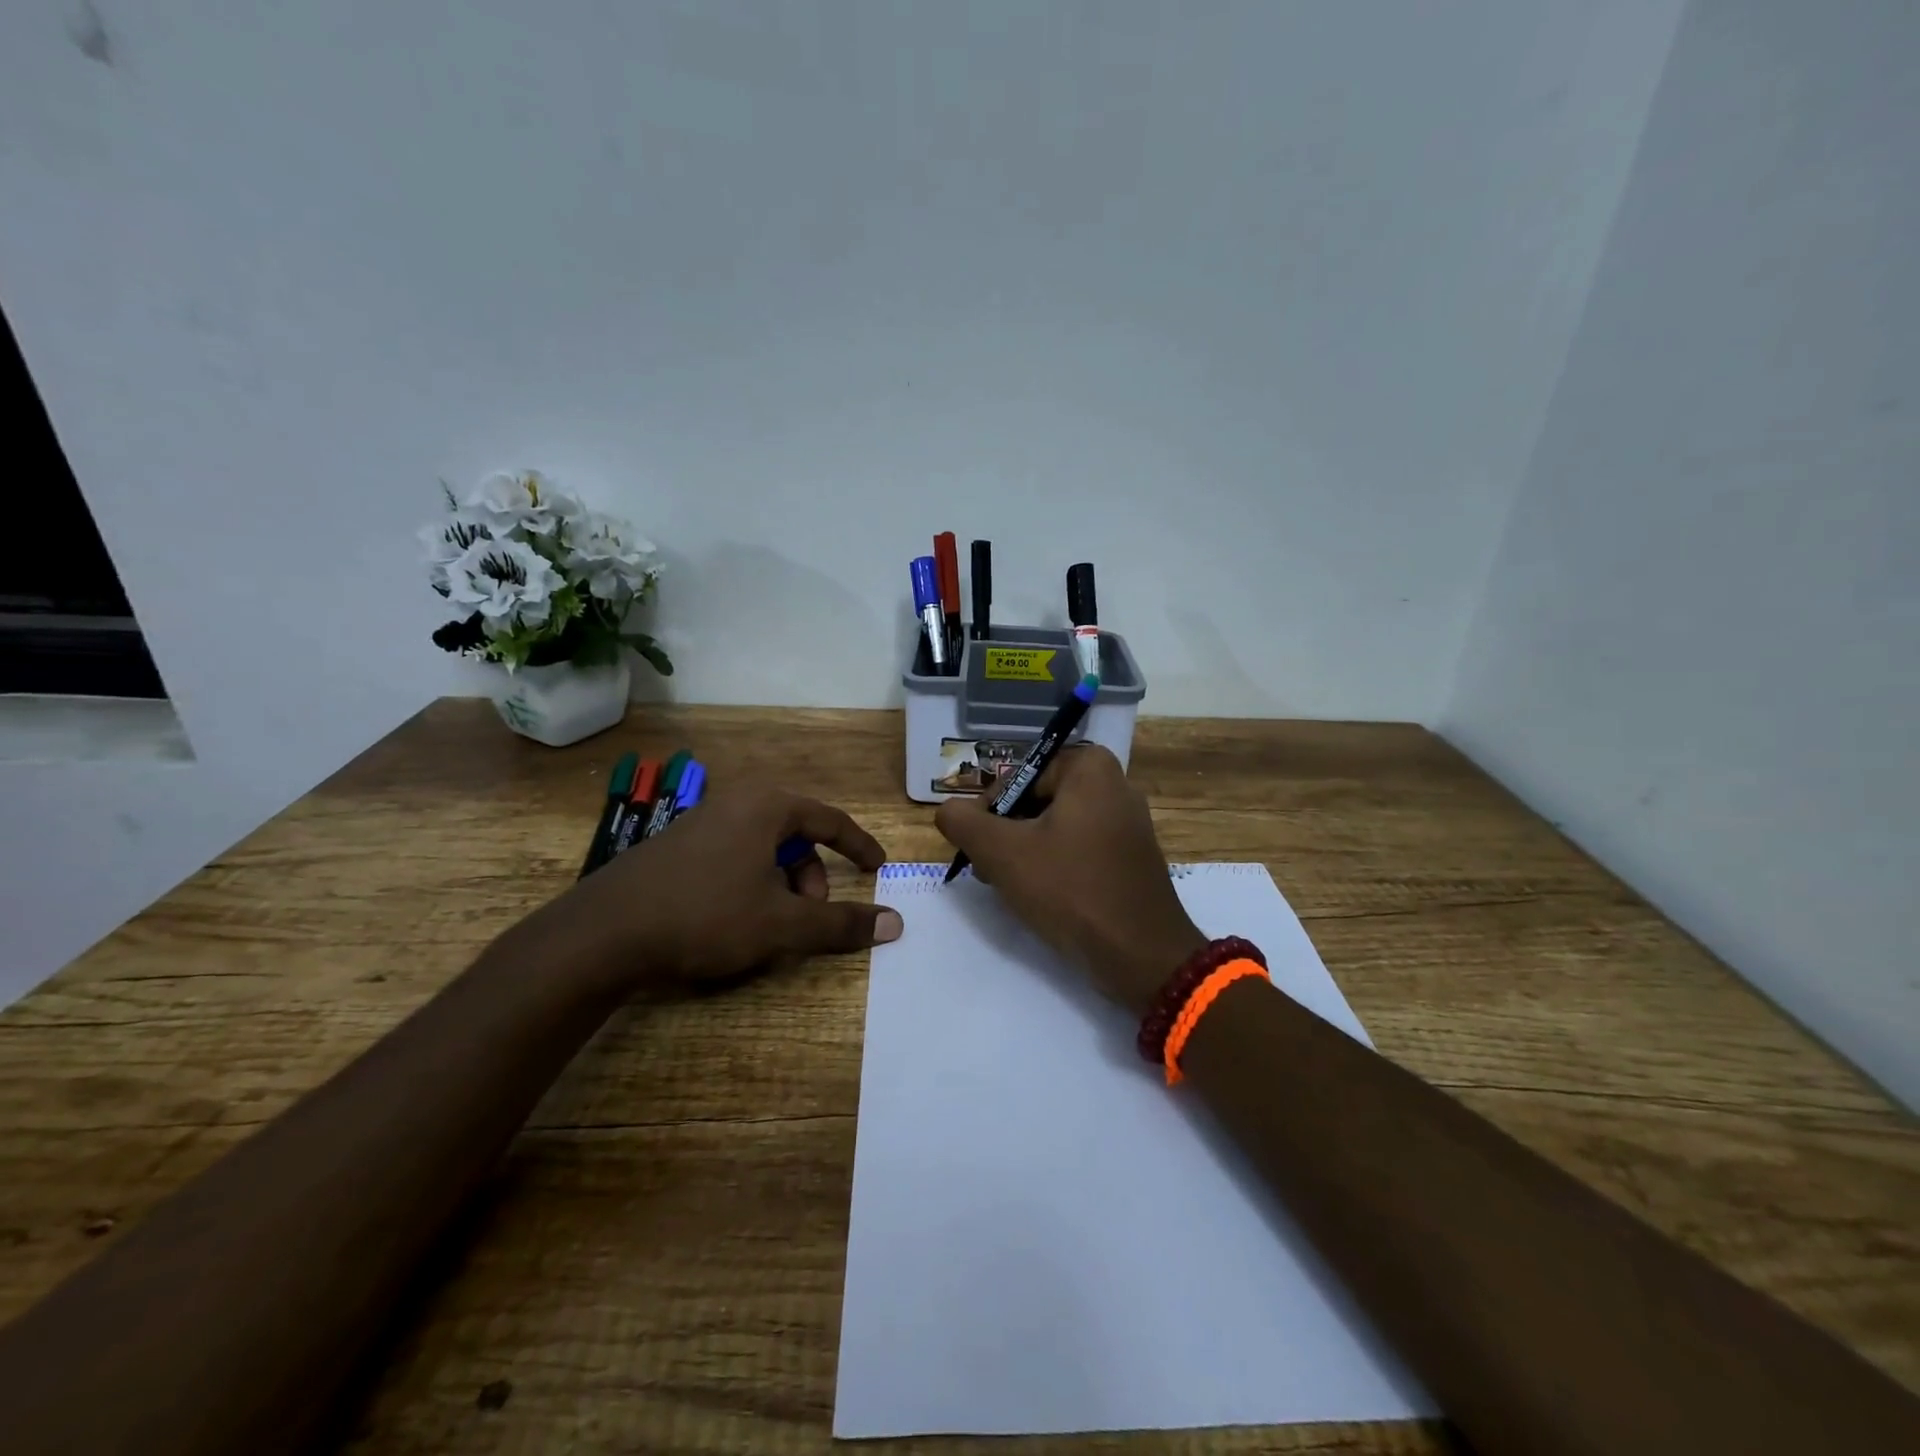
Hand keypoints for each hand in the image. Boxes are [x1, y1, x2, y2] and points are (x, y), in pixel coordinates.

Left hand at [540, 785, 899, 987]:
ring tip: (770, 925)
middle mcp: (735, 802)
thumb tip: (895, 923)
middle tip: (811, 914)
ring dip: (781, 884)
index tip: (878, 868)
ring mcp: (700, 822)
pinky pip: (732, 856)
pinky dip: (750, 883)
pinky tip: (733, 921)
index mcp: (767, 806)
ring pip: (763, 848)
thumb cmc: (705, 916)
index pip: (831, 819)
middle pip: (795, 835)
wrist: (602, 934)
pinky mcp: (675, 847)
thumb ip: (841, 923)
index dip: (859, 845)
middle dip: (813, 876)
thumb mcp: (782, 924)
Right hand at [934, 746, 1205, 1013]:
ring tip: (1007, 885)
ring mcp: (1127, 823)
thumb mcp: (1002, 853)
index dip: (990, 808)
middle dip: (1006, 831)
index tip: (978, 845)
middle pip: (1037, 799)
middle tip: (988, 867)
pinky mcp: (1131, 857)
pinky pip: (1080, 848)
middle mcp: (1115, 785)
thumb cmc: (1070, 890)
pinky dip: (1055, 865)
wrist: (1141, 955)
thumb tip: (947, 810)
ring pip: (1056, 826)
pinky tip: (1040, 896)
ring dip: (1025, 851)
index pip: (1019, 774)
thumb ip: (964, 822)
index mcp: (1090, 768)